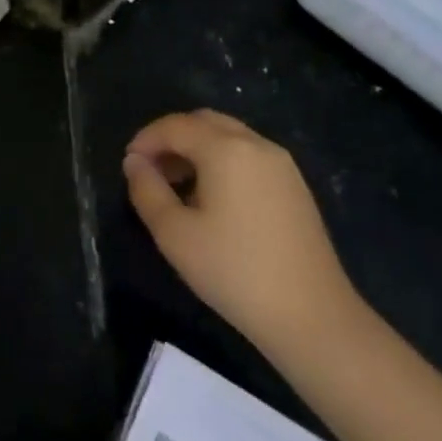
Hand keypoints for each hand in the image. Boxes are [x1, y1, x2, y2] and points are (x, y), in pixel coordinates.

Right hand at [123, 110, 364, 358]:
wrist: (313, 318)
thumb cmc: (235, 272)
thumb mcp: (174, 234)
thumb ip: (147, 190)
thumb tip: (134, 162)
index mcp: (226, 149)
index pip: (175, 126)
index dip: (145, 139)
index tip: (128, 164)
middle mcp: (256, 144)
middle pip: (204, 122)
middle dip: (172, 138)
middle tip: (151, 169)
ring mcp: (282, 165)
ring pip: (229, 136)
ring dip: (197, 148)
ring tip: (177, 186)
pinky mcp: (295, 187)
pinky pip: (248, 155)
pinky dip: (222, 161)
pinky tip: (212, 198)